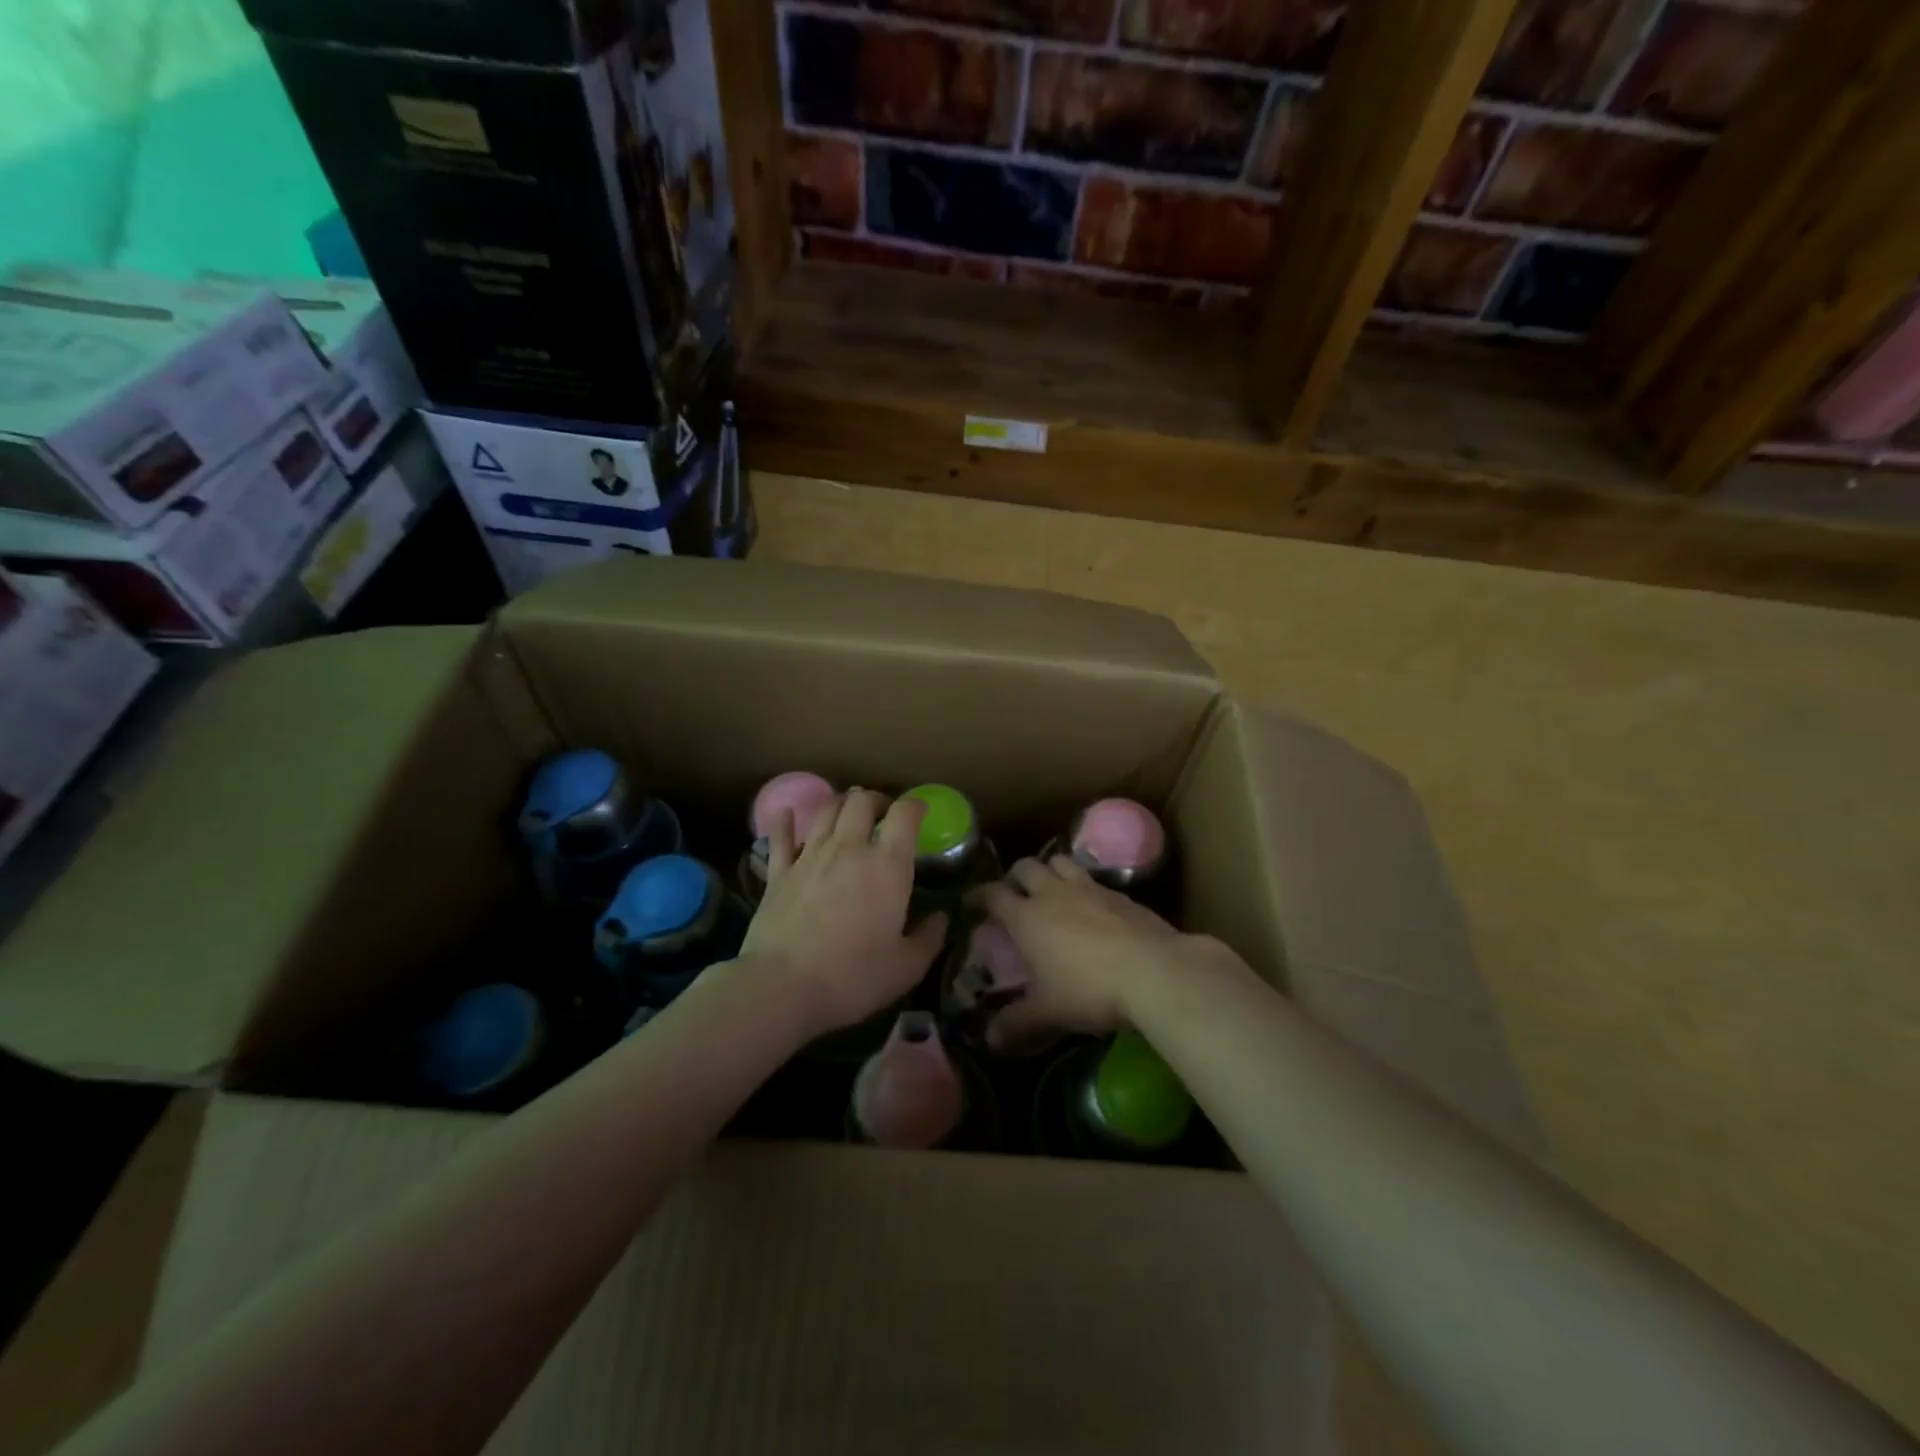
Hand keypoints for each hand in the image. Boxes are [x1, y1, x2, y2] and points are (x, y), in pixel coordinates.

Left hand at [740, 789, 946, 1037]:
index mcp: (888, 866)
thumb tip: (941, 920)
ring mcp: (809, 857)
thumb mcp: (907, 968)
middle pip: (862, 802)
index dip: (915, 806)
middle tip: (884, 814)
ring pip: (826, 811)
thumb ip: (929, 938)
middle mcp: (849, 849)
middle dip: (876, 800)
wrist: (782, 987)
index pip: (904, 815)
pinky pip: (780, 837)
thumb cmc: (853, 977)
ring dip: (841, 804)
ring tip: (848, 812)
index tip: (921, 811)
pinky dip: (784, 822)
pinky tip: (786, 814)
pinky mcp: (778, 873)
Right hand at [970, 856, 1227, 1051]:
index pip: (993, 894)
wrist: (1154, 971)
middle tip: (1013, 894)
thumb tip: (990, 1040)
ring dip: (1049, 870)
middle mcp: (1054, 893)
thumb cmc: (1089, 989)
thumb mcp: (1048, 1012)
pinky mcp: (1120, 893)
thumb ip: (1017, 1023)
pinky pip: (1092, 878)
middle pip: (1026, 866)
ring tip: (1050, 889)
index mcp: (1027, 917)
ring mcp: (1090, 888)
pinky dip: (1083, 886)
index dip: (978, 895)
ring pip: (1060, 861)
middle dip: (1015, 876)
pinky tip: (1090, 906)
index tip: (971, 901)